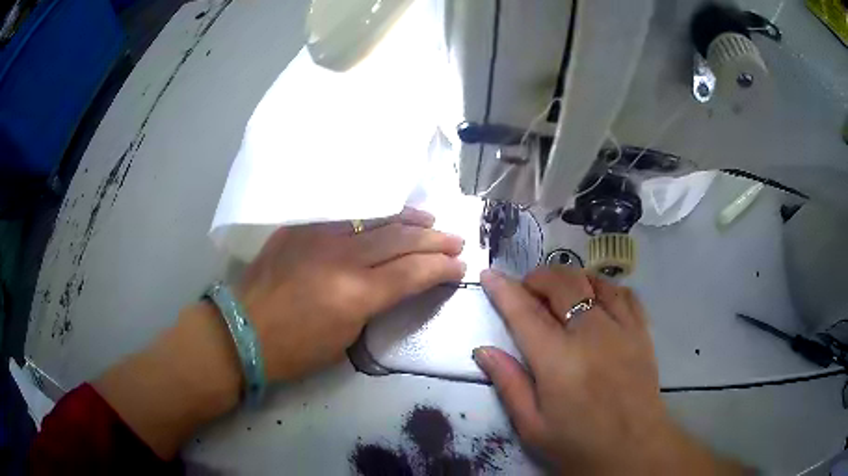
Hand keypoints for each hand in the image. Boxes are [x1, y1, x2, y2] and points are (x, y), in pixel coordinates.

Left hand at [238, 207, 465, 380]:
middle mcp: (342, 257)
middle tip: (456, 241)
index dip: (442, 268)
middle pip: (401, 239)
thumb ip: (374, 305)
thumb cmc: (295, 349)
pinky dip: (372, 214)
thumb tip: (393, 284)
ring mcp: (319, 235)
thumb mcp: (346, 338)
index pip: (414, 272)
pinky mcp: (301, 227)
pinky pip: (345, 214)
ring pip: (376, 218)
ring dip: (409, 219)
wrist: (242, 330)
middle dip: (435, 241)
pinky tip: (385, 215)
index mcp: (356, 294)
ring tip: (430, 222)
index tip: (459, 267)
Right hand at [474, 267, 744, 474]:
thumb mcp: (532, 426)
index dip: (504, 289)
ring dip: (570, 279)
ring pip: (593, 282)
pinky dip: (605, 287)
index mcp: (558, 360)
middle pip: (562, 284)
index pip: (524, 312)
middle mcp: (590, 334)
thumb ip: (509, 384)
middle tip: (526, 290)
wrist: (633, 449)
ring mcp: (621, 329)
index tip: (490, 274)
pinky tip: (597, 298)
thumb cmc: (578, 443)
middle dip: (538, 278)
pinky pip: (624, 294)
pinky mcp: (641, 332)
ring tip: (560, 292)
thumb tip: (483, 351)